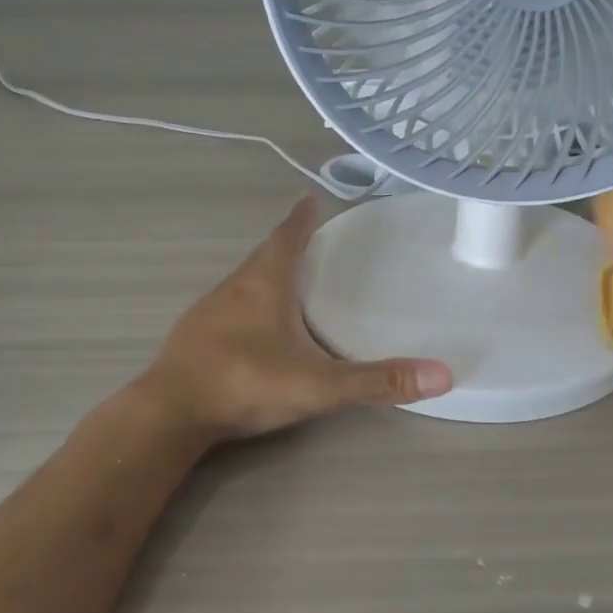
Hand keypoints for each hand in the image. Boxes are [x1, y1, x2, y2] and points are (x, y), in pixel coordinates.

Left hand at [141, 196, 452, 441]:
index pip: (287, 238)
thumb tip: (442, 375)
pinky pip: (225, 306)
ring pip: (241, 280)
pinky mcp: (191, 335)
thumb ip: (377, 382)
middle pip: (263, 255)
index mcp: (265, 285)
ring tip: (283, 279)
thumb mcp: (319, 385)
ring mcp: (207, 311)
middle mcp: (234, 288)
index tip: (309, 198)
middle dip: (285, 243)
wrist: (169, 413)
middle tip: (306, 238)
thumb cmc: (246, 384)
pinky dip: (244, 302)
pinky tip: (251, 326)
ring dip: (263, 273)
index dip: (301, 219)